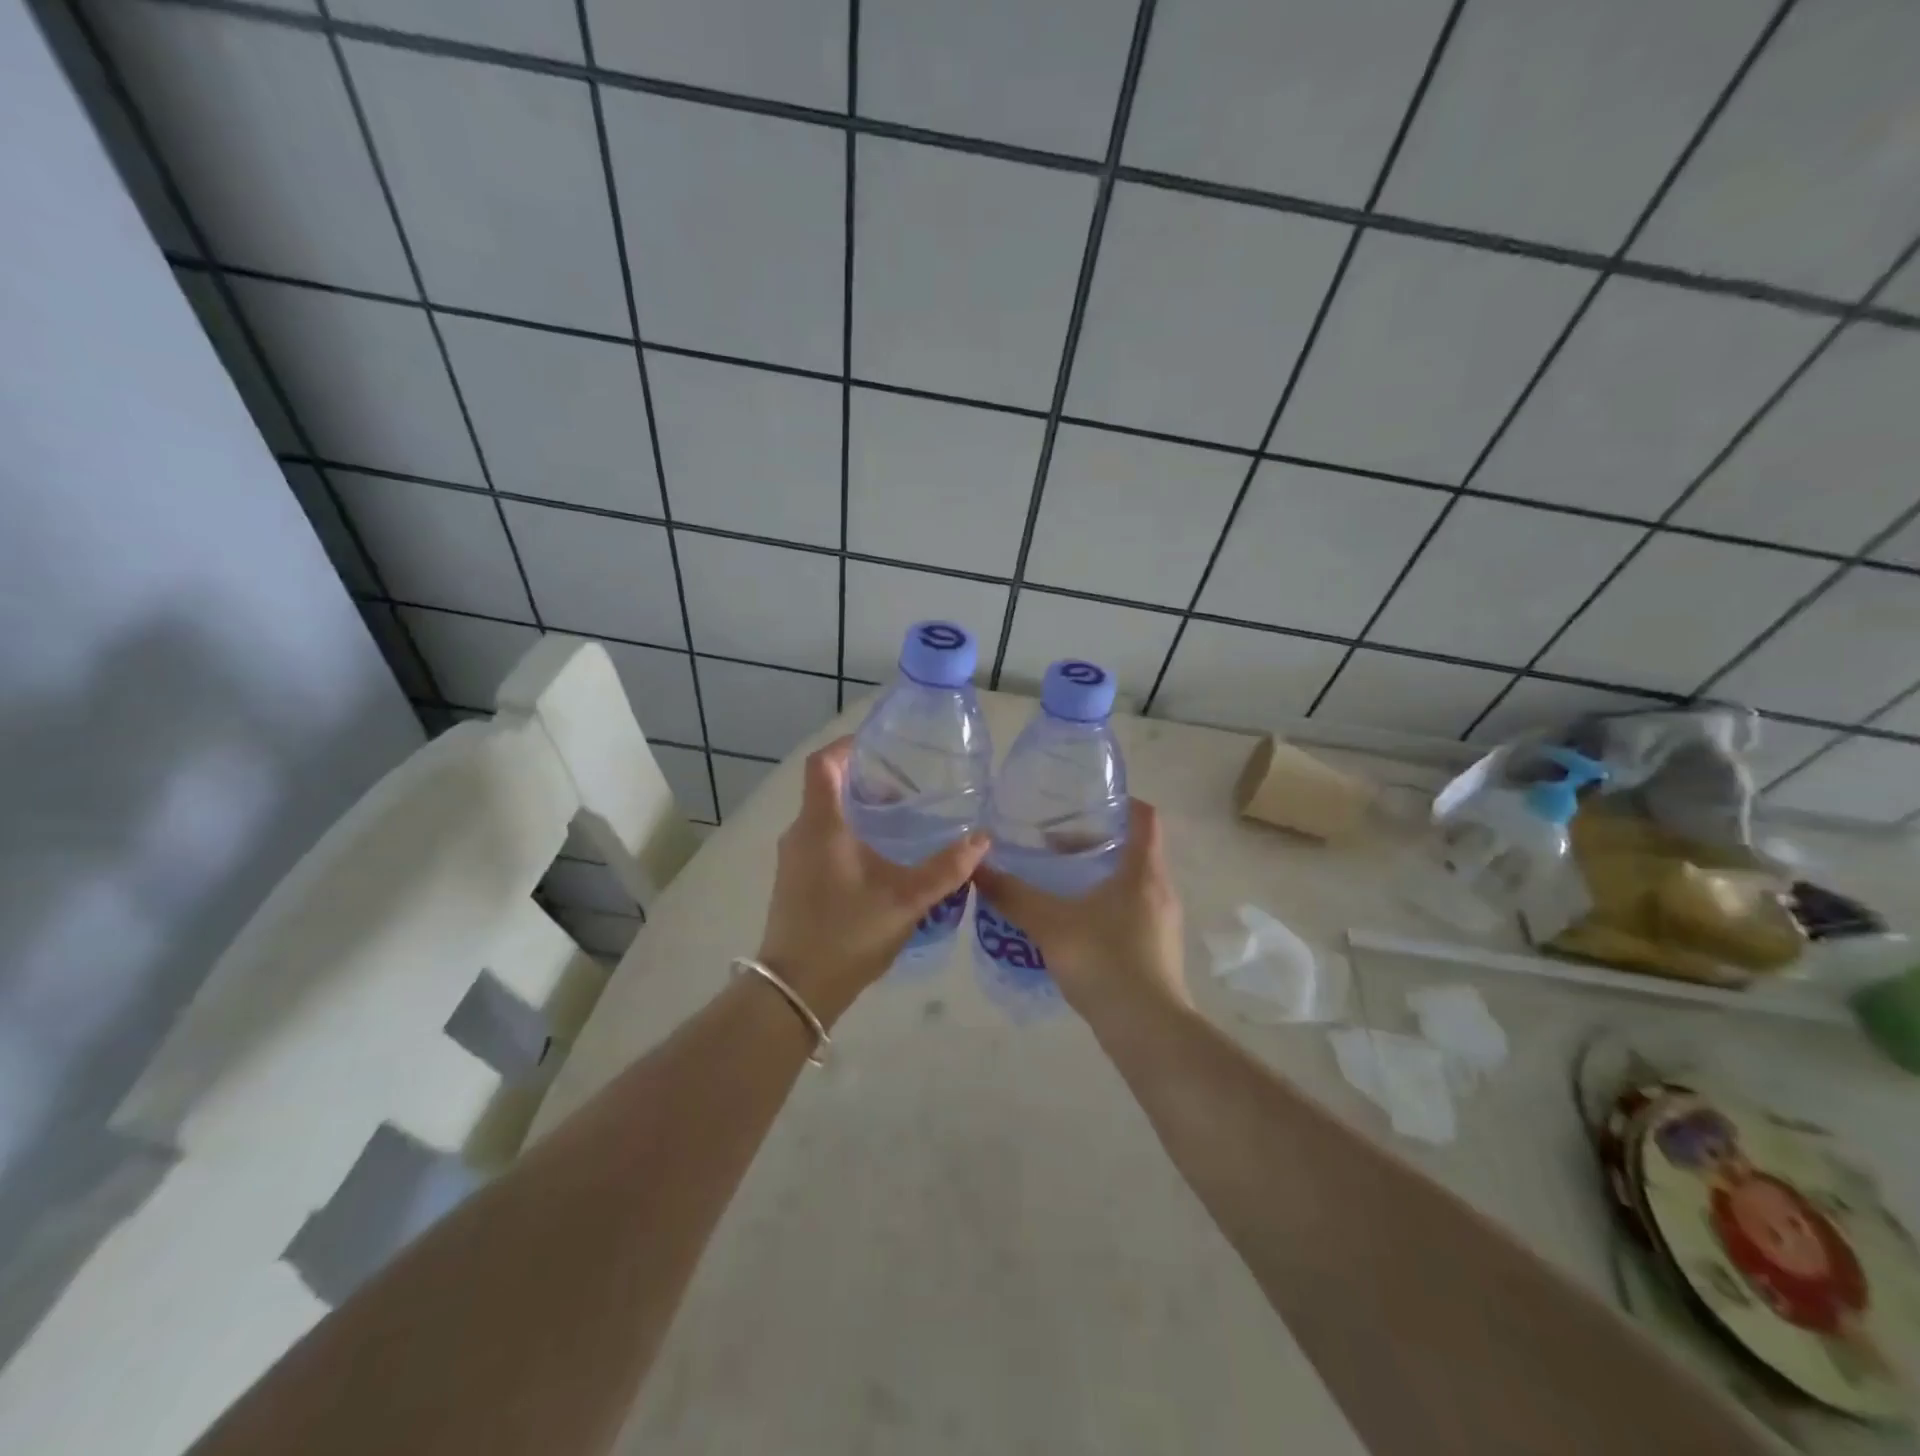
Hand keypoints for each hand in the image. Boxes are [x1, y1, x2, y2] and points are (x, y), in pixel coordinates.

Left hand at [757, 737, 988, 1022]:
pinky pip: (820, 841)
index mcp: (821, 824)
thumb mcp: (906, 900)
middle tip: (908, 788)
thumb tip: (983, 839)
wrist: (796, 990)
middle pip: (827, 788)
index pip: (823, 763)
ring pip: (825, 817)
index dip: (848, 746)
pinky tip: (879, 859)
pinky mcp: (794, 881)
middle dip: (865, 782)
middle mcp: (800, 833)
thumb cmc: (848, 933)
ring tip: (901, 822)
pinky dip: (848, 835)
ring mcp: (793, 859)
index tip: (881, 746)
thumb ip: (946, 869)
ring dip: (858, 811)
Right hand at [972, 799, 1188, 1022]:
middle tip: (1055, 845)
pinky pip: (1132, 912)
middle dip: (1096, 843)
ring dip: (1099, 877)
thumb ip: (1013, 895)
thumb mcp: (1050, 923)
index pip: (1145, 817)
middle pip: (1134, 849)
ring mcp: (1163, 922)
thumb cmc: (1104, 961)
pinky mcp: (1158, 950)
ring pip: (1131, 883)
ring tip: (1059, 883)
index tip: (1087, 802)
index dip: (1121, 802)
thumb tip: (976, 868)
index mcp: (1143, 871)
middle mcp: (1161, 890)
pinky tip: (1074, 925)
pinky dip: (1105, 906)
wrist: (1147, 1030)